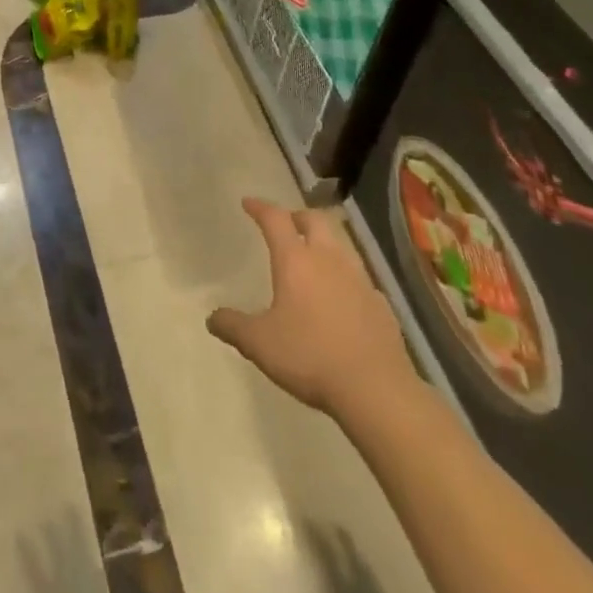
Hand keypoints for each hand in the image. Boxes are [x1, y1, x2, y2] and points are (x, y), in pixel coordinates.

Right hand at [207, 197, 421, 421]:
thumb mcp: (260, 344)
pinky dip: (346, 278)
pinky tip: (342, 298)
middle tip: (286, 224)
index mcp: (296, 260)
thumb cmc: (310, 357)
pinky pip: (360, 279)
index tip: (248, 203)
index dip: (260, 207)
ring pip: (340, 245)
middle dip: (297, 216)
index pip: (275, 219)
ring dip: (324, 243)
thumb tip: (212, 318)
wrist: (376, 390)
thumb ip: (233, 326)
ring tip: (313, 258)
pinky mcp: (381, 304)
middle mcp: (328, 259)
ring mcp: (359, 280)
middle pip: (315, 220)